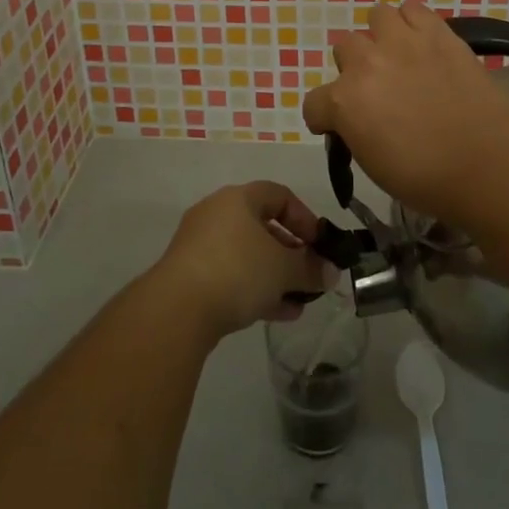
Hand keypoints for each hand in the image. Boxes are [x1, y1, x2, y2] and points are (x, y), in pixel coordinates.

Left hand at [148, 182, 330, 339]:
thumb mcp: (284, 269)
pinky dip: (254, 288)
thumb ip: (311, 268)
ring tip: (298, 301)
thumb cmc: (237, 271)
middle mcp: (216, 213)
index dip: (305, 217)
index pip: (279, 195)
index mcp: (238, 198)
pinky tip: (277, 313)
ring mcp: (199, 245)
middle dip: (291, 252)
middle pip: (262, 226)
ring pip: (247, 254)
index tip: (320, 244)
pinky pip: (230, 275)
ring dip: (274, 275)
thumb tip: (331, 272)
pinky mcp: (189, 275)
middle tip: (310, 274)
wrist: (177, 309)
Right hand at [301, 1, 508, 228]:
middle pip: (344, 48)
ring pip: (376, 16)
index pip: (314, 103)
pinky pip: (413, 8)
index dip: (325, 118)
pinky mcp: (437, 32)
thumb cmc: (429, 180)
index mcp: (345, 102)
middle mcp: (366, 63)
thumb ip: (355, 131)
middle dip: (355, 68)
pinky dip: (413, 22)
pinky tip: (423, 43)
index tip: (340, 128)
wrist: (490, 165)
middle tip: (378, 89)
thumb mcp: (374, 165)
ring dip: (382, 36)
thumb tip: (358, 119)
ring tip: (399, 56)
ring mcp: (402, 41)